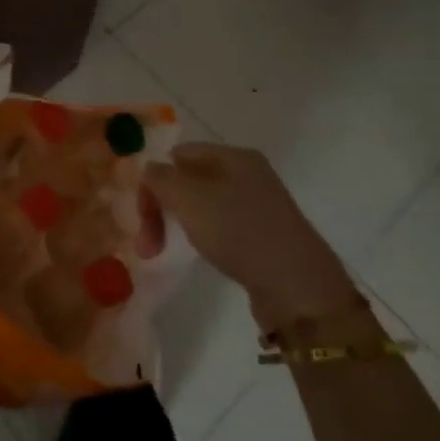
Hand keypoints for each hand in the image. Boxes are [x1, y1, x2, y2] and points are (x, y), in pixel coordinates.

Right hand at [145, 144, 362, 330]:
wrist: (297, 285)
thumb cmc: (238, 231)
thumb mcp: (189, 197)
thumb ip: (160, 178)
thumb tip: (150, 170)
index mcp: (234, 156)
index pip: (178, 154)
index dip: (154, 181)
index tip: (142, 217)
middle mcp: (248, 174)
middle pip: (189, 180)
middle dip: (162, 208)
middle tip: (148, 246)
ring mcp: (259, 204)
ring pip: (203, 204)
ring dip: (179, 225)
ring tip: (168, 251)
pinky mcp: (264, 234)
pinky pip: (222, 225)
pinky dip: (205, 237)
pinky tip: (205, 254)